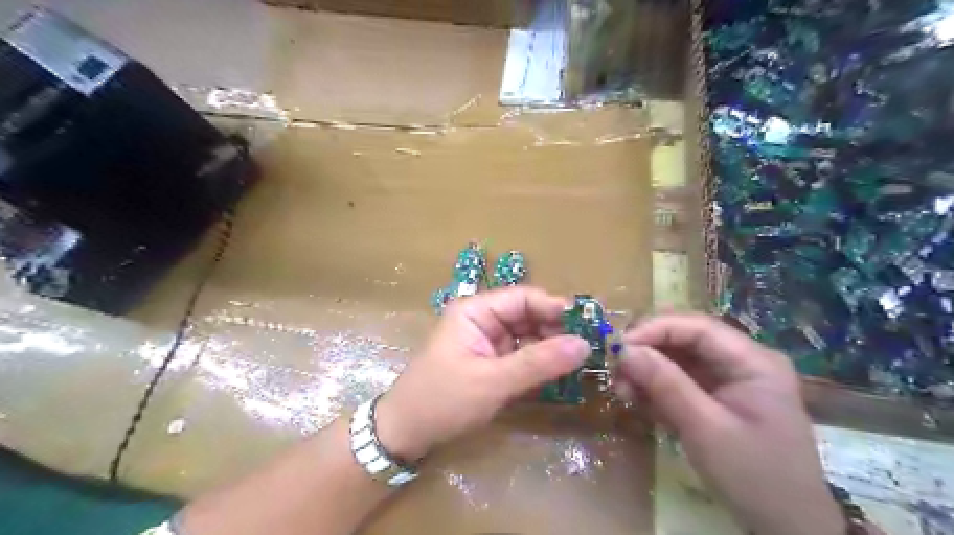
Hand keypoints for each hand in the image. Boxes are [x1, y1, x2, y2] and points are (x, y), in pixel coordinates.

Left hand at [376, 289, 593, 459]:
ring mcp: (487, 342)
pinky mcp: (491, 363)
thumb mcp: (492, 382)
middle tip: (591, 350)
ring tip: (582, 364)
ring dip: (552, 349)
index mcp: (476, 310)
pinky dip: (541, 365)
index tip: (590, 325)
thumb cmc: (442, 400)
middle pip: (529, 316)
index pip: (524, 298)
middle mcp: (483, 320)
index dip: (556, 308)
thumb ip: (538, 363)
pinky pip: (523, 357)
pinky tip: (561, 375)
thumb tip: (585, 344)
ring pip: (529, 337)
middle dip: (557, 331)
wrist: (405, 434)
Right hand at [620, 314, 840, 534]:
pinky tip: (638, 402)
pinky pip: (677, 379)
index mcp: (753, 361)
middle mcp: (741, 361)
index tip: (619, 345)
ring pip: (676, 358)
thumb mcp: (705, 429)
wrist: (786, 528)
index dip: (654, 329)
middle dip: (647, 351)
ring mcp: (727, 379)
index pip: (697, 327)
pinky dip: (654, 388)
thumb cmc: (754, 477)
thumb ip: (665, 384)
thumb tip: (624, 350)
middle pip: (684, 339)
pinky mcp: (714, 396)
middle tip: (616, 369)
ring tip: (623, 392)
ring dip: (646, 371)